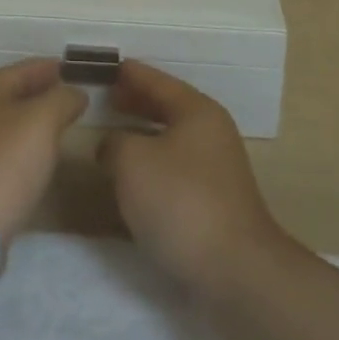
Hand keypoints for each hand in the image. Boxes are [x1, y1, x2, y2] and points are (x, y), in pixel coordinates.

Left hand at [0, 58, 86, 258]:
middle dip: (42, 93)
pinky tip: (39, 158)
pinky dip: (23, 147)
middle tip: (72, 95)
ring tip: (61, 125)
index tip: (74, 68)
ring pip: (8, 123)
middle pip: (12, 95)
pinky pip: (3, 151)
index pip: (23, 69)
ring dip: (33, 122)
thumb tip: (75, 93)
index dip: (50, 67)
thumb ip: (62, 100)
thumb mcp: (42, 121)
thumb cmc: (5, 161)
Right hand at [99, 60, 287, 294]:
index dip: (128, 73)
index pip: (156, 80)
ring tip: (110, 136)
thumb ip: (114, 142)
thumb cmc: (181, 202)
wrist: (235, 272)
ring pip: (170, 139)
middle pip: (166, 106)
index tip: (103, 67)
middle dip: (135, 102)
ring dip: (141, 135)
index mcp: (196, 111)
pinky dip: (151, 163)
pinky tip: (130, 177)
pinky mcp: (213, 201)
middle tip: (103, 98)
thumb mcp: (132, 161)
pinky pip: (174, 167)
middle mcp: (211, 133)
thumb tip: (112, 146)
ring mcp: (216, 169)